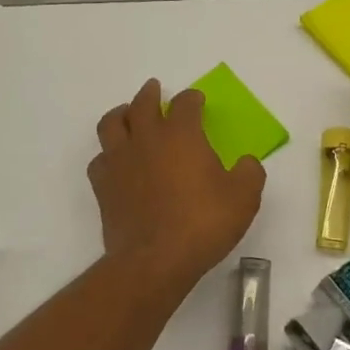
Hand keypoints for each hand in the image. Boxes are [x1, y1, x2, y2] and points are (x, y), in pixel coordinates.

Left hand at [88, 80, 264, 287]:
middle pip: (142, 104)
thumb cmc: (203, 223)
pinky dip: (107, 154)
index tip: (197, 100)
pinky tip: (115, 161)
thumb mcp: (243, 198)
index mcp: (181, 135)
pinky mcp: (103, 185)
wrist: (155, 259)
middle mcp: (147, 139)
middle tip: (155, 90)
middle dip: (150, 94)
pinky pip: (100, 159)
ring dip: (120, 114)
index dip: (192, 99)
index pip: (185, 104)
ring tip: (125, 114)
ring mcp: (120, 161)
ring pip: (111, 124)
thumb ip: (250, 173)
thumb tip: (247, 163)